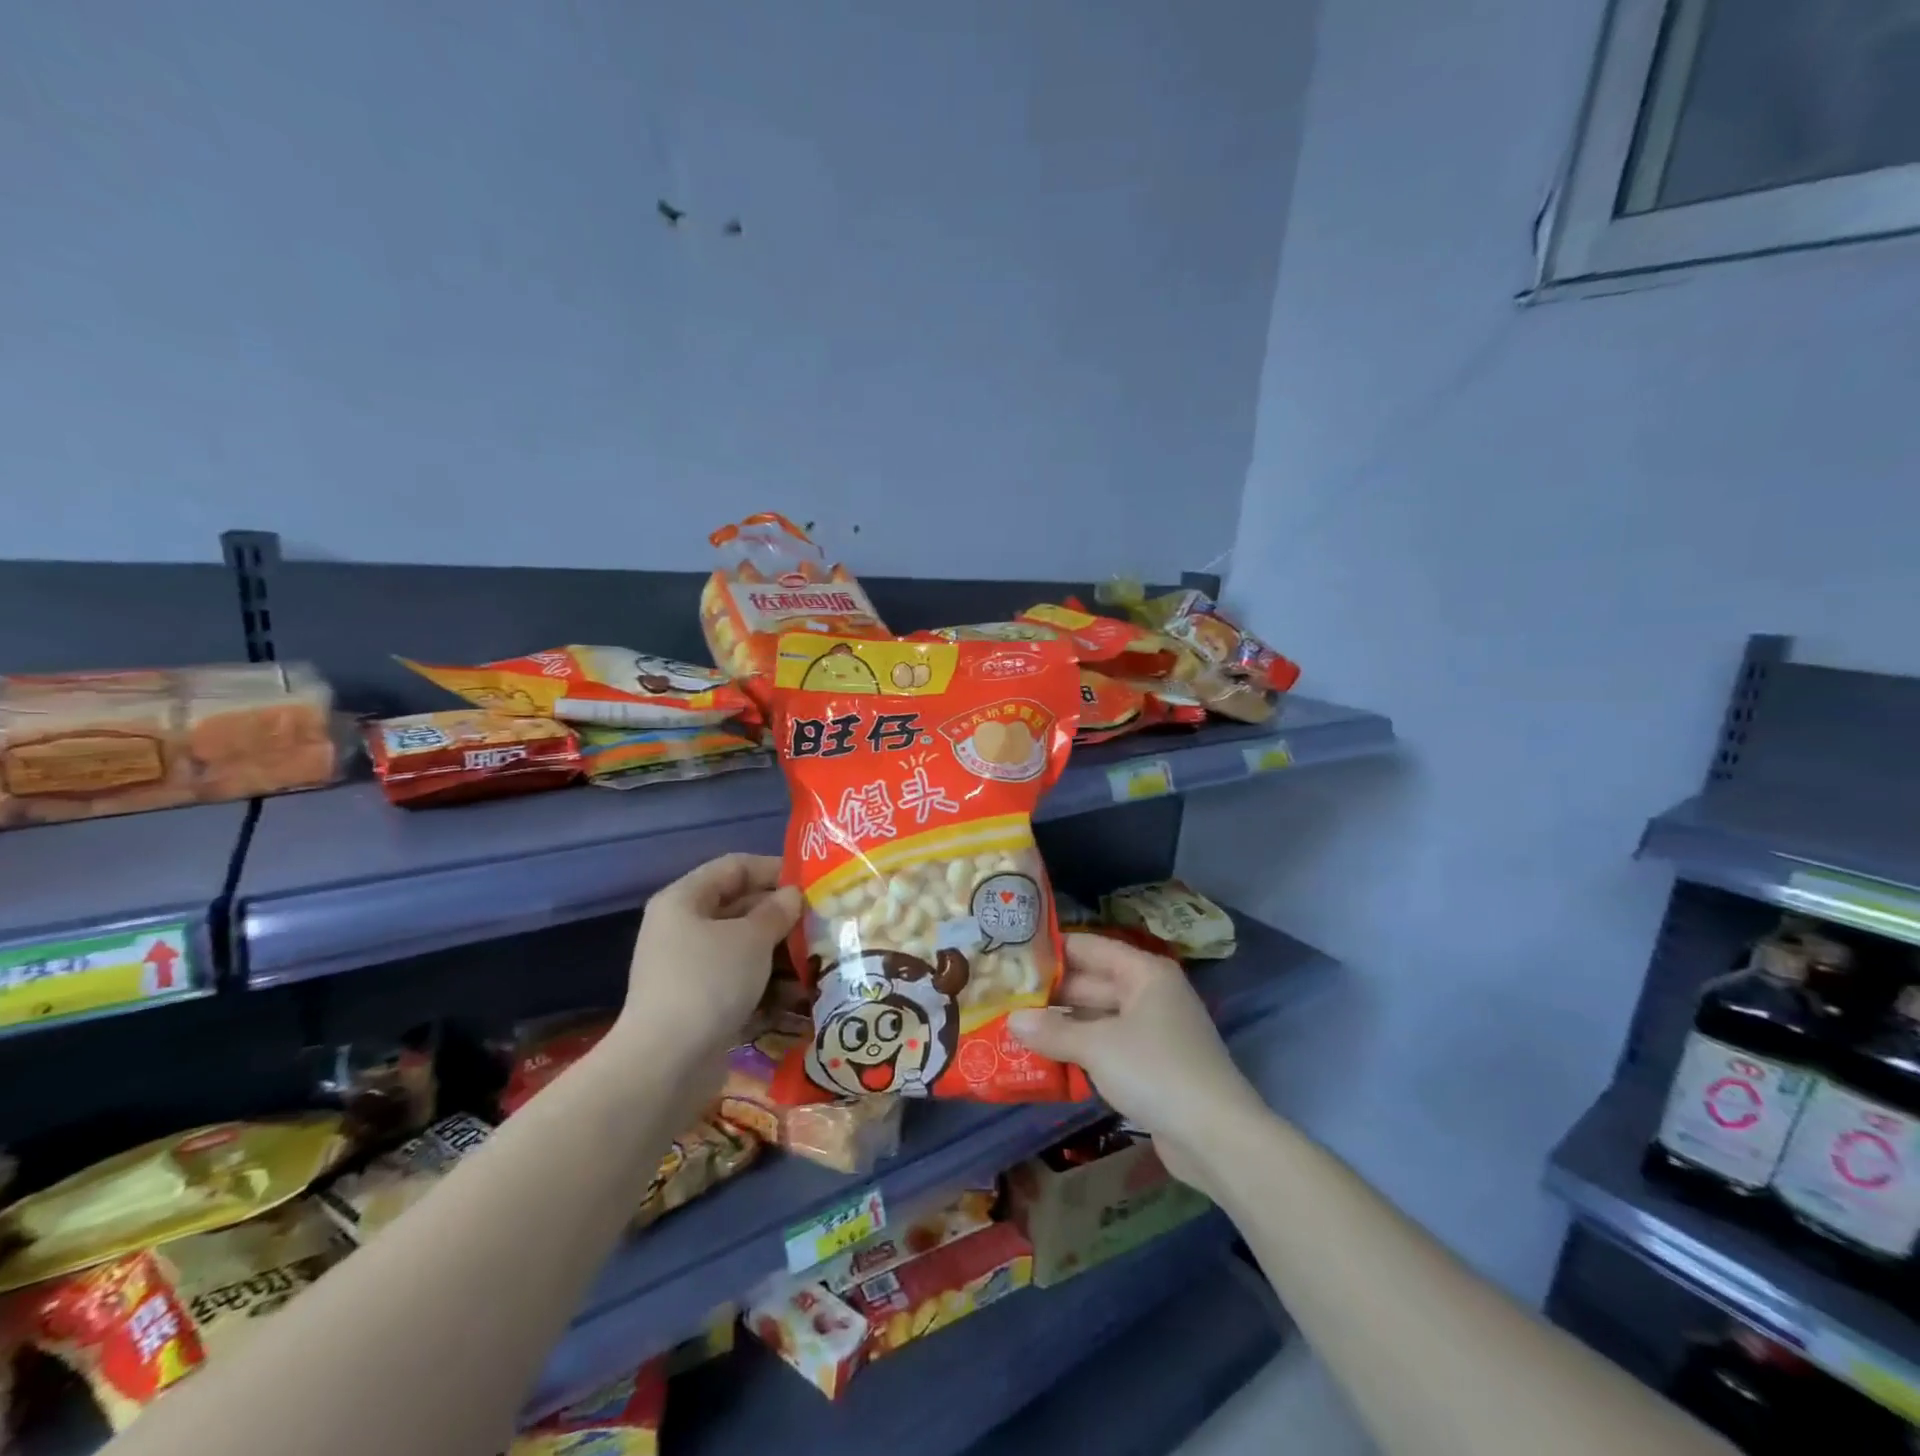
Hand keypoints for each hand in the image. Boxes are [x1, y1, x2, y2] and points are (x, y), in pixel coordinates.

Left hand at [610, 853, 802, 1087]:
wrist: (665, 1065)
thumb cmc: (709, 982)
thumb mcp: (751, 938)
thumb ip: (777, 911)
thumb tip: (792, 896)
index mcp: (684, 900)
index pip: (735, 867)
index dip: (774, 869)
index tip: (812, 882)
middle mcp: (682, 928)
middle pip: (739, 907)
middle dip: (782, 915)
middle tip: (823, 922)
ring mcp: (689, 968)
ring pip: (743, 947)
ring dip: (780, 952)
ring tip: (820, 958)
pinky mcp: (698, 1003)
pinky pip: (739, 980)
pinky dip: (766, 983)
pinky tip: (799, 993)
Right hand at [1010, 934, 1266, 1189]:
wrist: (1217, 1137)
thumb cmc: (1156, 1071)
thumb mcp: (1097, 1047)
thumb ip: (1053, 1031)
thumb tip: (1012, 1020)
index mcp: (1144, 973)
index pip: (1090, 947)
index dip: (1053, 950)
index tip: (1013, 954)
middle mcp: (1150, 994)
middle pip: (1093, 983)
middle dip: (1051, 993)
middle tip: (1005, 996)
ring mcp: (1153, 1031)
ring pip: (1098, 1018)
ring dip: (1062, 1025)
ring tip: (1015, 1026)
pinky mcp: (1152, 1066)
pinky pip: (1108, 1046)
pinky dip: (1080, 1050)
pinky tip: (1045, 1058)